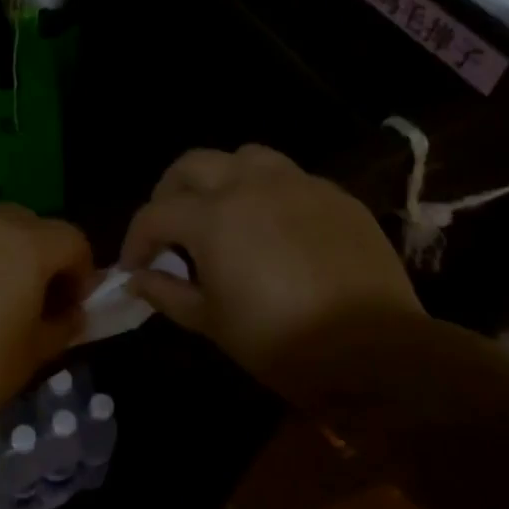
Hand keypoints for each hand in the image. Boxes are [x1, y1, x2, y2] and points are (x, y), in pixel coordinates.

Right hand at [121, 145, 420, 386]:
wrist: (373, 351)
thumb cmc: (279, 340)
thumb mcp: (210, 322)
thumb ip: (166, 292)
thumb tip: (137, 278)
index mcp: (213, 217)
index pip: (155, 214)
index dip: (136, 240)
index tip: (134, 266)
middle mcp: (250, 186)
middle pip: (192, 165)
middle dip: (170, 193)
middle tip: (170, 228)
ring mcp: (298, 185)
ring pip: (245, 157)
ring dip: (221, 178)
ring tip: (222, 212)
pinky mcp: (336, 196)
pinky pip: (290, 178)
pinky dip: (268, 192)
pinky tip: (273, 225)